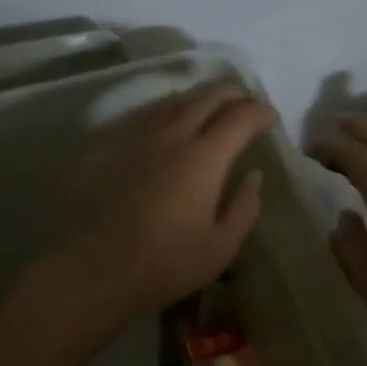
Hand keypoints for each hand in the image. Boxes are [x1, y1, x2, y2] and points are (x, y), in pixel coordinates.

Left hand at [44, 82, 275, 328]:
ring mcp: (138, 137)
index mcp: (204, 159)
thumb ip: (244, 208)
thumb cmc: (165, 264)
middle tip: (247, 103)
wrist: (95, 270)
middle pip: (208, 97)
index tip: (271, 120)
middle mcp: (172, 136)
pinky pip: (145, 114)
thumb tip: (254, 176)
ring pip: (174, 100)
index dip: (260, 113)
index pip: (240, 118)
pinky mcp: (111, 146)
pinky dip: (168, 109)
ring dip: (200, 97)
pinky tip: (169, 119)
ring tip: (212, 105)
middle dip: (234, 95)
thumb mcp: (221, 248)